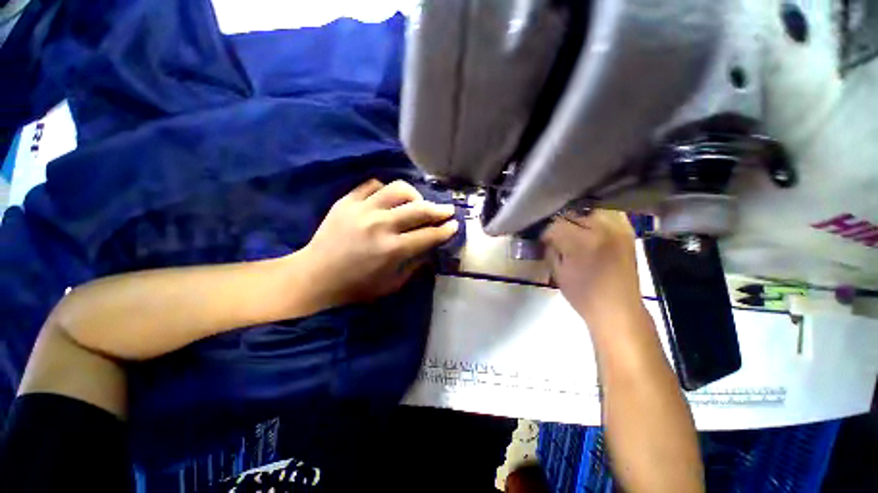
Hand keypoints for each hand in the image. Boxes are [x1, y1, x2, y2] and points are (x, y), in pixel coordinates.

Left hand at [300, 179, 457, 307]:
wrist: (315, 276)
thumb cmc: (356, 286)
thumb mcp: (392, 285)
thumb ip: (415, 265)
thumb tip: (430, 248)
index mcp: (392, 249)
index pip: (428, 235)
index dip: (445, 230)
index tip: (454, 225)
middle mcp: (381, 225)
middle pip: (419, 209)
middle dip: (439, 209)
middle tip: (447, 210)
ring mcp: (362, 209)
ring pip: (398, 189)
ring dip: (415, 195)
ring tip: (418, 202)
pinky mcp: (347, 201)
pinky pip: (372, 185)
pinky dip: (385, 190)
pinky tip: (389, 199)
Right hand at [541, 210, 640, 322]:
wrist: (618, 309)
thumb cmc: (584, 295)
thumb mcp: (558, 273)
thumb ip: (550, 250)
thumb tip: (546, 237)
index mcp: (582, 242)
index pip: (556, 224)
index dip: (545, 232)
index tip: (542, 239)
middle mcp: (602, 229)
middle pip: (572, 213)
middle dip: (560, 222)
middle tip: (554, 233)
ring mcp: (618, 228)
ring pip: (590, 208)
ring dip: (577, 216)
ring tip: (571, 226)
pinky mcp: (628, 231)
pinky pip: (608, 213)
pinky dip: (595, 215)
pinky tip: (588, 225)